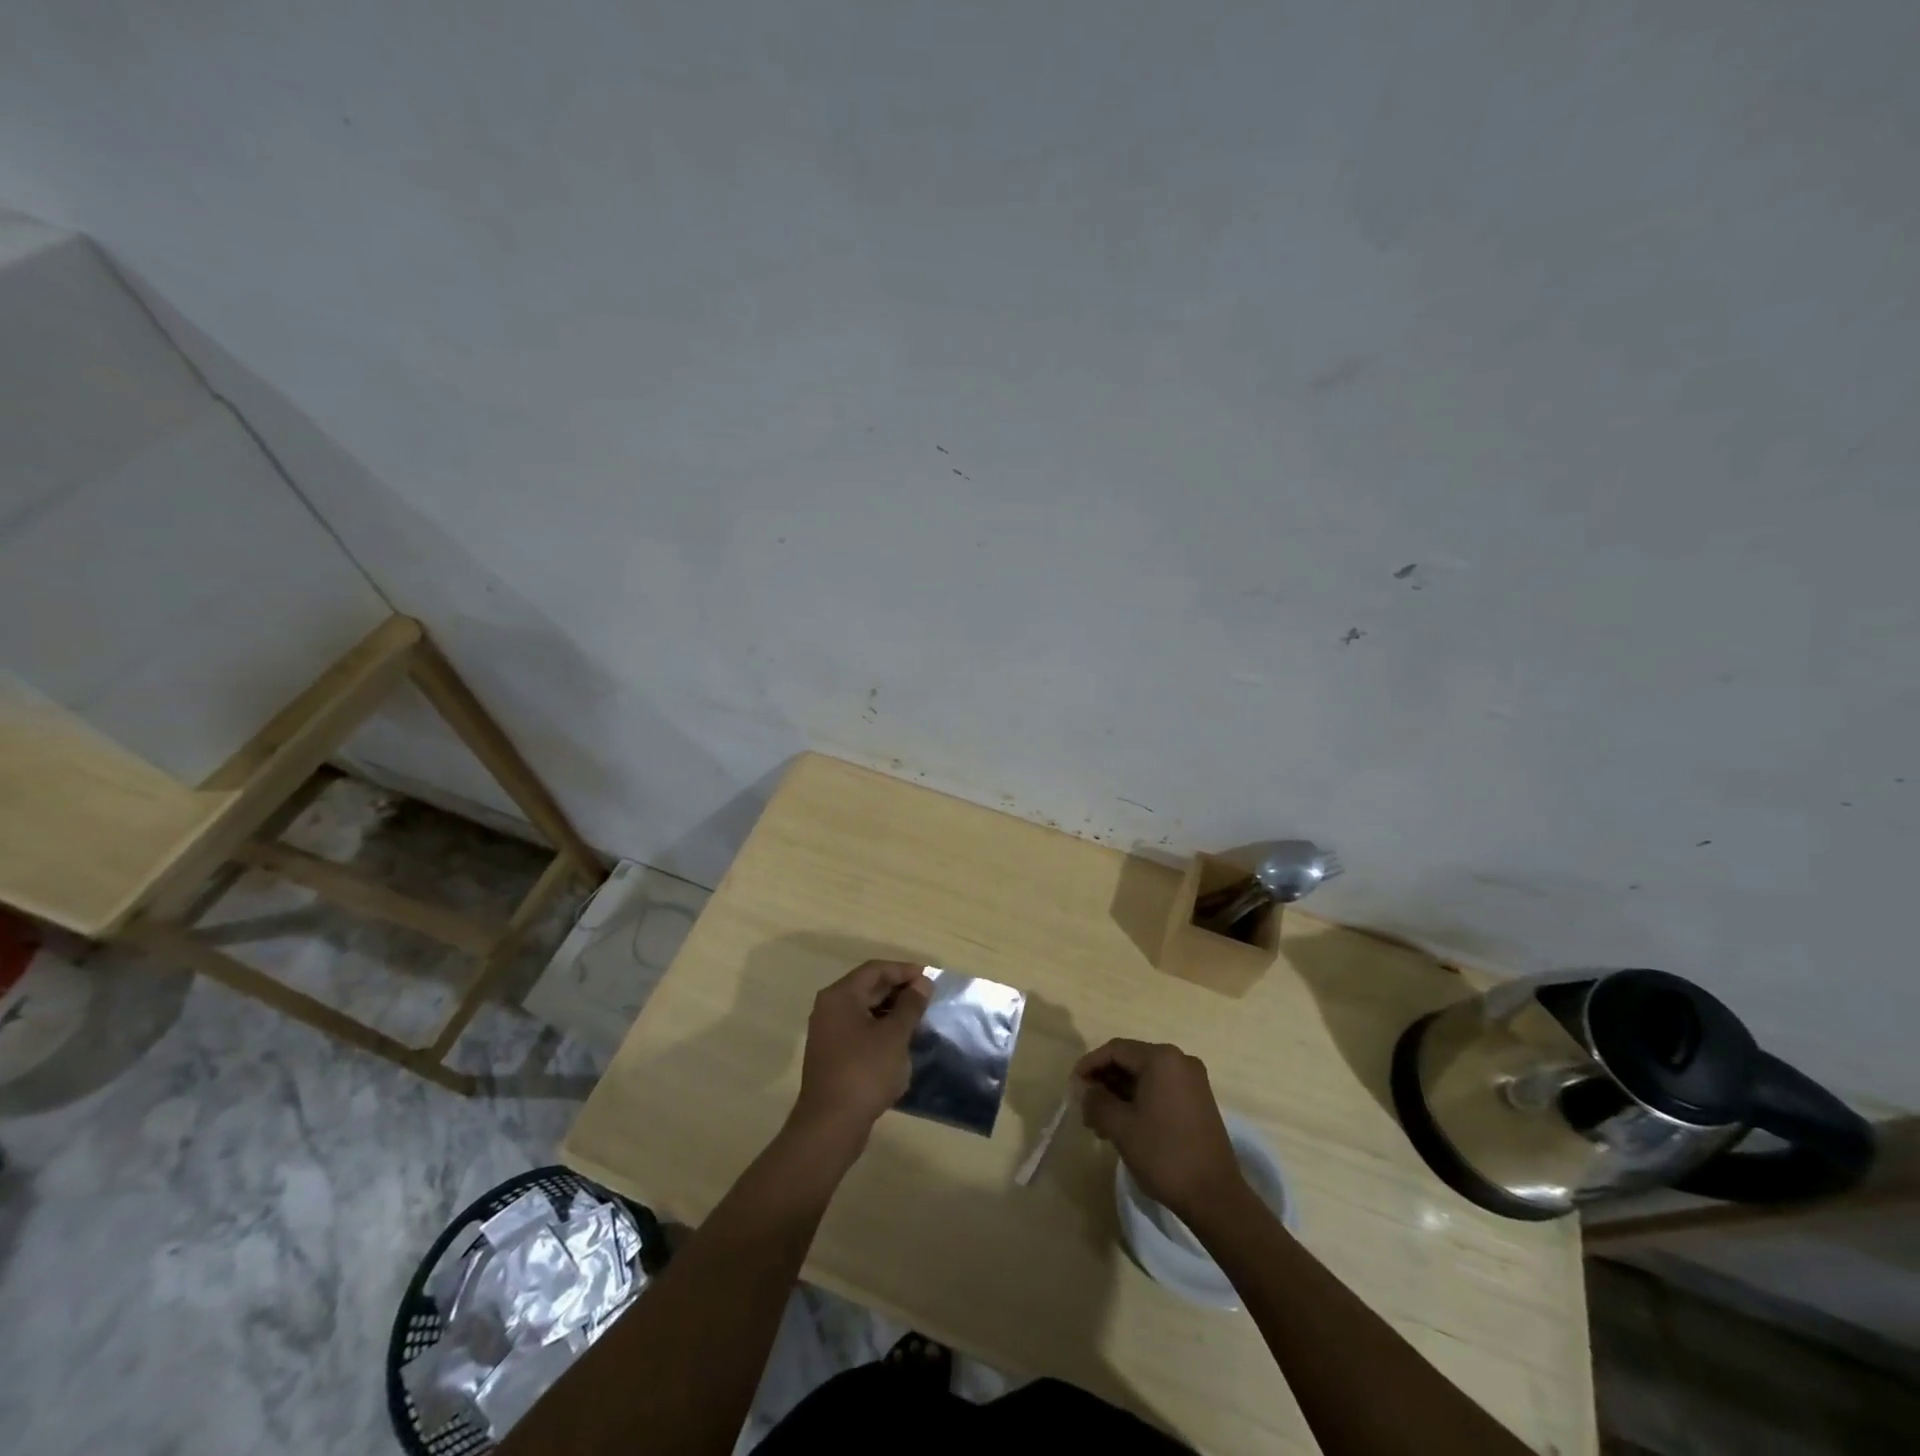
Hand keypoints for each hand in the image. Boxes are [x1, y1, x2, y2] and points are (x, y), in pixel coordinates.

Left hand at [790, 960, 931, 1143]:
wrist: (831, 1125)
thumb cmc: (865, 1072)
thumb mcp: (894, 1036)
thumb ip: (910, 1005)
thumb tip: (922, 984)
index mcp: (841, 996)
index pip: (875, 970)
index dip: (904, 970)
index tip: (930, 979)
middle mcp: (830, 1008)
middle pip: (868, 987)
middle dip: (899, 990)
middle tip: (928, 999)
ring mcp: (828, 1032)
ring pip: (865, 1010)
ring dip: (892, 1011)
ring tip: (919, 1020)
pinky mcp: (832, 1055)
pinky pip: (860, 1030)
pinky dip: (881, 1030)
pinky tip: (901, 1043)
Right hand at [1076, 1039, 1244, 1220]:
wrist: (1215, 1197)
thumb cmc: (1164, 1154)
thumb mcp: (1120, 1126)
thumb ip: (1096, 1101)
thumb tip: (1086, 1091)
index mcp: (1162, 1059)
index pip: (1116, 1049)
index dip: (1090, 1064)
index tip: (1073, 1085)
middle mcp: (1180, 1061)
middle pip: (1131, 1060)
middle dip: (1105, 1081)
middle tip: (1085, 1105)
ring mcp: (1193, 1081)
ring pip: (1145, 1077)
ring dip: (1120, 1093)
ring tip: (1100, 1121)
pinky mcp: (1199, 1101)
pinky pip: (1161, 1089)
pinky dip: (1139, 1100)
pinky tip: (1125, 1123)